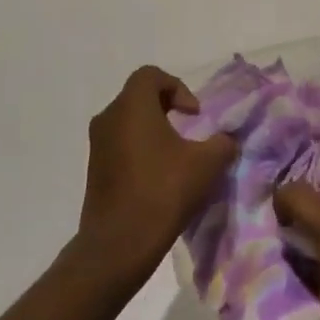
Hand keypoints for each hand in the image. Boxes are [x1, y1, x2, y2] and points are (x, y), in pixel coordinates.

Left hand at [77, 67, 237, 290]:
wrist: (119, 245)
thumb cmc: (163, 191)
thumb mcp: (207, 164)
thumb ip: (222, 143)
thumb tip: (226, 139)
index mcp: (132, 107)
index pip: (151, 75)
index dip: (177, 87)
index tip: (194, 115)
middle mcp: (108, 118)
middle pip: (139, 97)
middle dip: (166, 108)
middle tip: (189, 130)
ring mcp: (97, 146)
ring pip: (128, 122)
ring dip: (153, 131)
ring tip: (176, 156)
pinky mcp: (94, 170)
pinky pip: (120, 145)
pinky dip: (140, 150)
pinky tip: (159, 177)